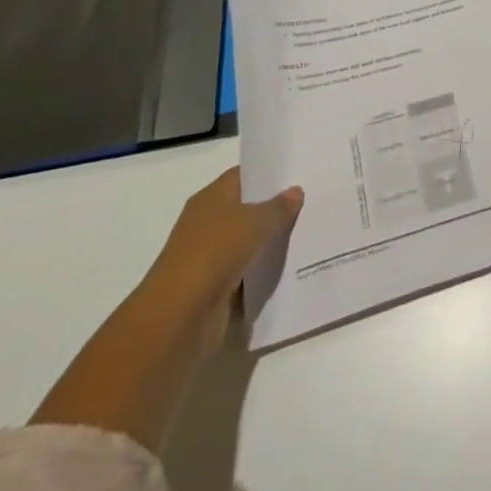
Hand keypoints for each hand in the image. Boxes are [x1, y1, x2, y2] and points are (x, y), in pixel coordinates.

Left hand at [143, 167, 303, 357]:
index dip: (270, 173)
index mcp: (212, 197)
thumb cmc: (214, 253)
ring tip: (309, 231)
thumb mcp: (255, 221)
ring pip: (249, 241)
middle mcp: (208, 222)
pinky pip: (247, 271)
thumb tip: (295, 191)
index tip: (299, 173)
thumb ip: (278, 206)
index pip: (244, 175)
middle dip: (276, 207)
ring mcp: (210, 256)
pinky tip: (291, 265)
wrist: (178, 318)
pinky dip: (263, 270)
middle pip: (248, 208)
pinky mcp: (215, 287)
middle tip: (312, 200)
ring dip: (271, 241)